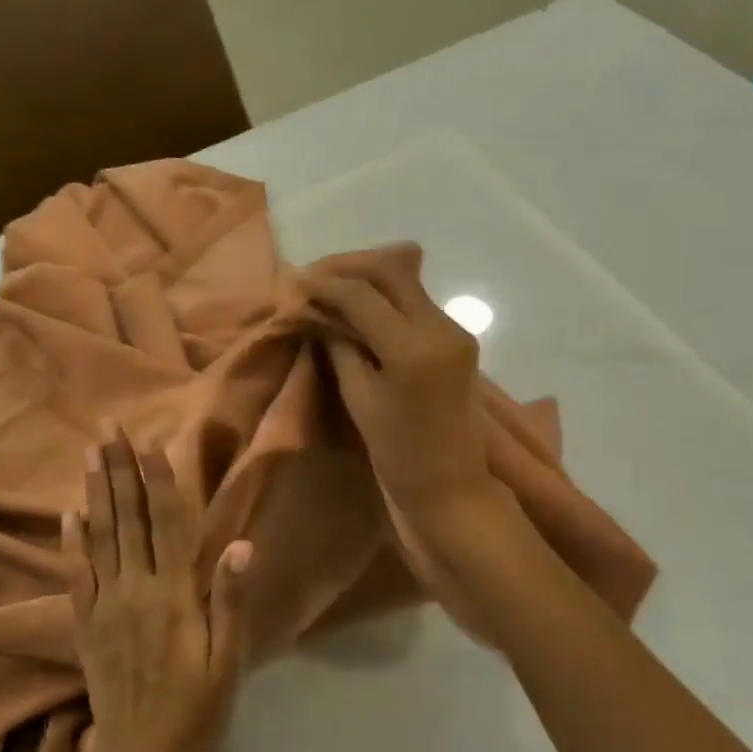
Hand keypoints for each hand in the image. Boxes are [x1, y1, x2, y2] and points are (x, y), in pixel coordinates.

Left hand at [66, 430, 251, 751]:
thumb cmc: (197, 710)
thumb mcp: (228, 660)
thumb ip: (230, 600)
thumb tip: (240, 543)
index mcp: (173, 596)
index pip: (166, 525)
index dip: (159, 481)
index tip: (150, 442)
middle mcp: (134, 591)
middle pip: (127, 519)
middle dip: (118, 469)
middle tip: (108, 427)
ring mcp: (104, 607)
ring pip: (98, 538)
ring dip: (94, 492)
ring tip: (88, 453)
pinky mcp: (85, 626)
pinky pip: (75, 575)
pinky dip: (71, 542)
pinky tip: (68, 514)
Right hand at [300, 252, 496, 518]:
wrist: (451, 485)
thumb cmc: (398, 454)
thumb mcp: (359, 398)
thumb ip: (340, 345)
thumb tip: (320, 311)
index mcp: (413, 348)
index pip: (363, 294)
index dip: (325, 283)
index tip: (294, 282)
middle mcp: (441, 327)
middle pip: (391, 269)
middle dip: (348, 266)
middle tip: (313, 278)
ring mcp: (455, 329)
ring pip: (407, 280)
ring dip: (367, 277)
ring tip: (330, 288)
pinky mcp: (457, 337)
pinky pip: (417, 301)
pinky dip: (385, 296)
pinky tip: (359, 306)